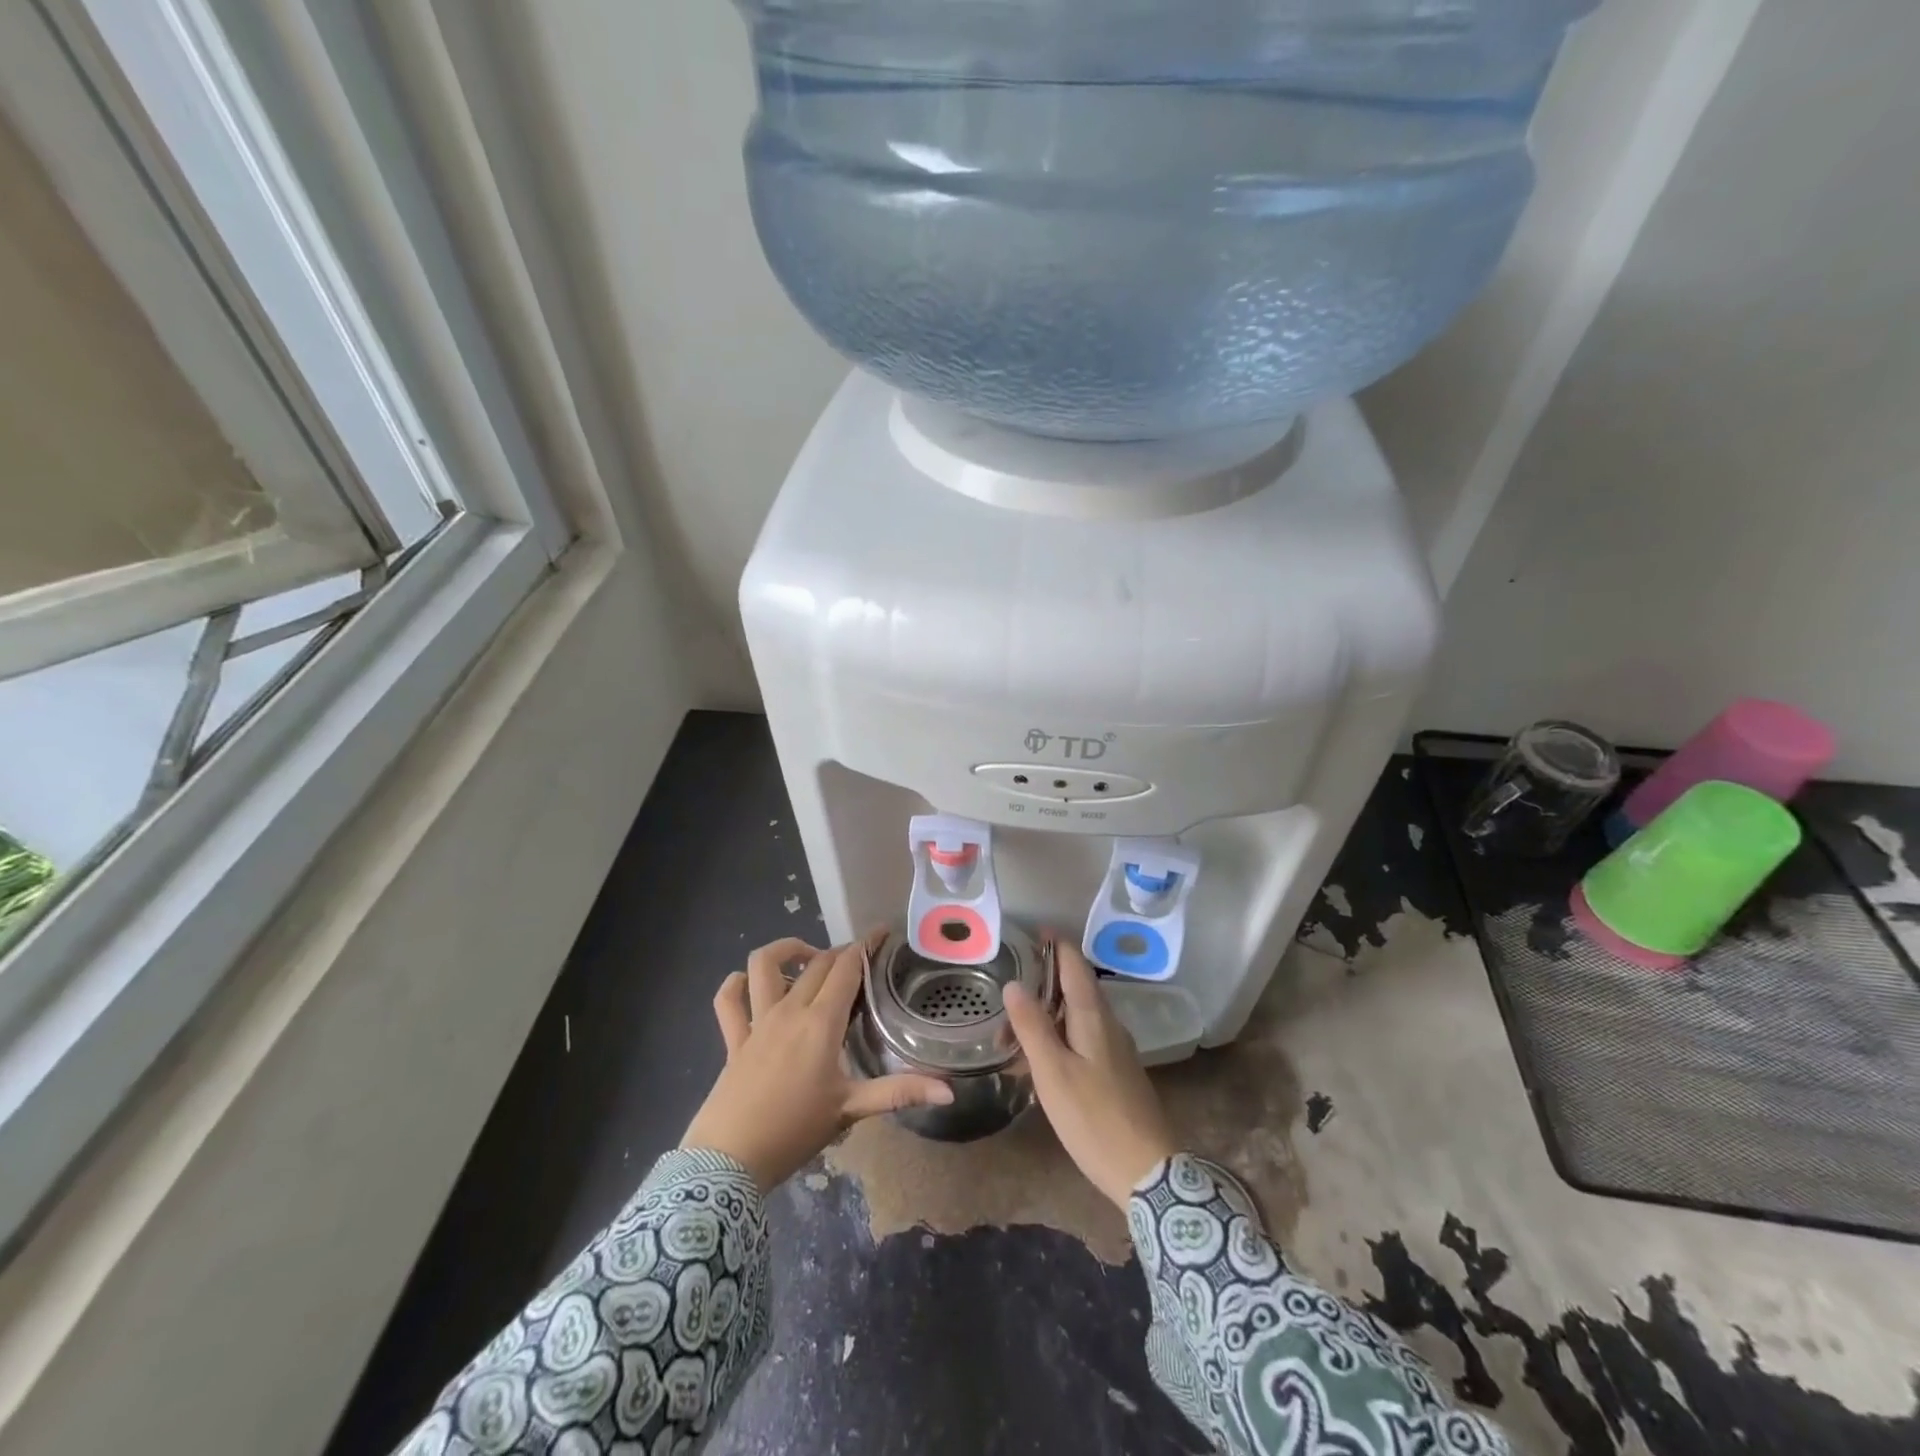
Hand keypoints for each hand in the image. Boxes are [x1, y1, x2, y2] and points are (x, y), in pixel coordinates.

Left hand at [681, 935, 953, 1191]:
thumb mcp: (851, 1110)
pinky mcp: (733, 1038)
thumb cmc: (795, 1131)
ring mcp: (757, 1021)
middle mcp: (789, 1010)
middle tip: (860, 958)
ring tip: (807, 957)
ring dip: (787, 950)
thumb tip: (949, 1091)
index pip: (847, 968)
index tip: (882, 933)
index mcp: (821, 1022)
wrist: (729, 1161)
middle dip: (841, 951)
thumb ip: (900, 1093)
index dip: (865, 945)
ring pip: (765, 965)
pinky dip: (737, 983)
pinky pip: (728, 999)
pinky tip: (750, 983)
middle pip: (817, 963)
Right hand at [1003, 938, 1177, 1208]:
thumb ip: (1032, 1026)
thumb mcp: (1053, 1072)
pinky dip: (1059, 1035)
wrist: (1148, 1172)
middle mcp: (1109, 1023)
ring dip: (1048, 1012)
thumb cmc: (1094, 1118)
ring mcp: (1116, 1048)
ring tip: (1014, 1028)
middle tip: (1008, 988)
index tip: (1028, 932)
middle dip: (1043, 980)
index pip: (1073, 962)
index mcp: (1094, 1015)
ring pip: (1078, 1014)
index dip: (1053, 943)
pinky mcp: (1117, 1071)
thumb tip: (1014, 983)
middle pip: (1075, 986)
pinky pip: (1083, 1037)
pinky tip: (1040, 1059)